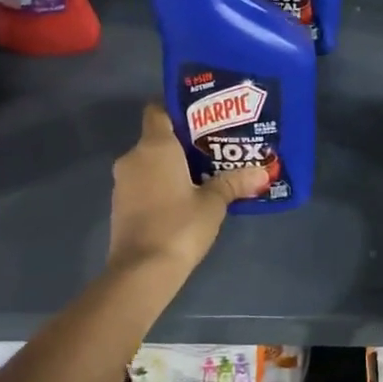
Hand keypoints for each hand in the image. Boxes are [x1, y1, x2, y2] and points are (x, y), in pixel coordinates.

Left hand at [108, 103, 267, 275]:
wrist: (142, 271)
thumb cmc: (180, 225)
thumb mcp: (214, 203)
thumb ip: (234, 182)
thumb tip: (262, 173)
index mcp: (155, 146)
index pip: (158, 110)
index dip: (178, 110)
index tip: (202, 118)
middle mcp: (133, 157)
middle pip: (157, 138)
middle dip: (183, 143)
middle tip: (214, 149)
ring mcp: (123, 182)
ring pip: (150, 163)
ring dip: (172, 167)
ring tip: (203, 175)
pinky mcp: (121, 205)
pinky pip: (144, 183)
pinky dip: (161, 185)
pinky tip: (184, 199)